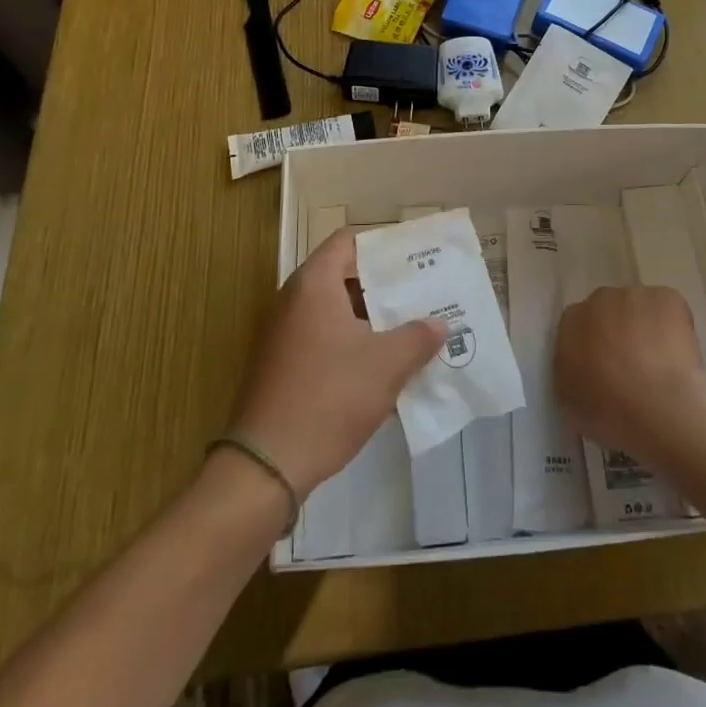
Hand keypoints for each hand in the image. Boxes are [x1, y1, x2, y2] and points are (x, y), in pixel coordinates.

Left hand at [231, 230, 444, 495]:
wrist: (266, 465)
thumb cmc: (329, 397)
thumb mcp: (386, 365)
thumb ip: (418, 337)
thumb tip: (439, 324)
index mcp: (314, 285)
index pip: (349, 241)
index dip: (383, 244)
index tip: (416, 256)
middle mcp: (294, 300)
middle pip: (344, 275)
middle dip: (385, 284)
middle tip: (423, 292)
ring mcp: (285, 334)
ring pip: (337, 311)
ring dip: (372, 318)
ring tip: (413, 327)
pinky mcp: (284, 366)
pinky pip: (325, 338)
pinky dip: (354, 342)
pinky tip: (384, 365)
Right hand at [556, 285, 705, 464]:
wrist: (657, 408)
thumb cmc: (609, 411)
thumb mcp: (569, 398)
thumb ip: (570, 369)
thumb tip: (582, 364)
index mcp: (572, 321)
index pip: (579, 325)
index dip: (594, 345)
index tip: (605, 367)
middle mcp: (600, 299)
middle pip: (609, 310)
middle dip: (618, 331)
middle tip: (632, 365)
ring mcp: (635, 296)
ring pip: (639, 308)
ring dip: (645, 326)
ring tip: (660, 362)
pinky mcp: (668, 298)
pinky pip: (669, 309)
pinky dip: (674, 326)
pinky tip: (679, 354)